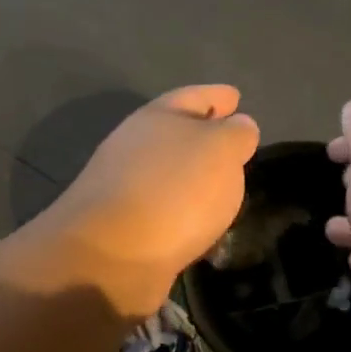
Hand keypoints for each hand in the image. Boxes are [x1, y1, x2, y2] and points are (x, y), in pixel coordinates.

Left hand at [34, 85, 259, 316]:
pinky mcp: (122, 228)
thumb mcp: (221, 150)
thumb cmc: (174, 190)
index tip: (236, 96)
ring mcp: (124, 188)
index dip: (216, 95)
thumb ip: (236, 133)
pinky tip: (200, 224)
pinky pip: (164, 210)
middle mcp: (135, 147)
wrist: (111, 256)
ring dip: (193, 178)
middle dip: (203, 136)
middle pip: (175, 133)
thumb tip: (238, 126)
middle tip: (234, 145)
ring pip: (168, 174)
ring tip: (224, 187)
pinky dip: (183, 212)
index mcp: (156, 118)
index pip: (193, 96)